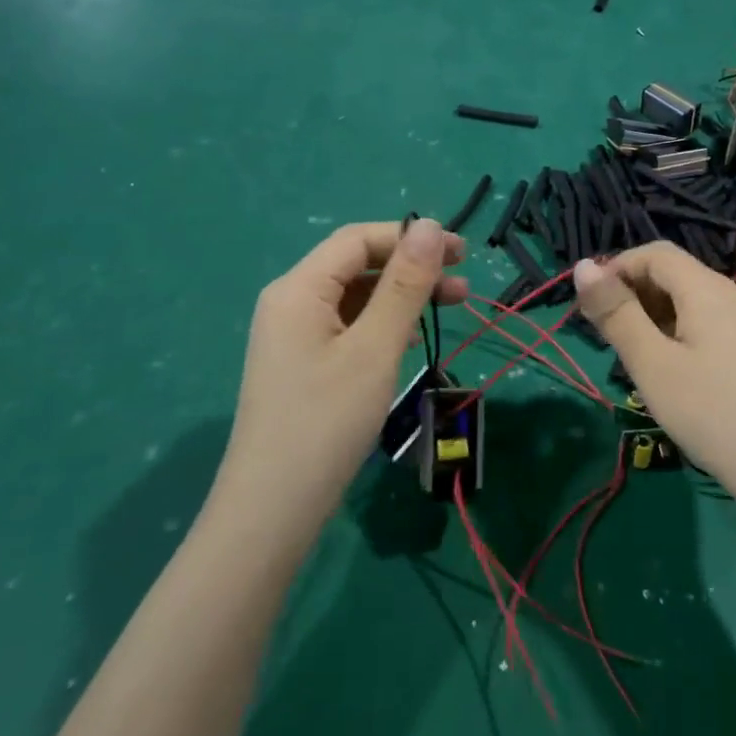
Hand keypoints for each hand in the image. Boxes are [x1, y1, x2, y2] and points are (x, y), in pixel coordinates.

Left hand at [216, 220, 467, 534]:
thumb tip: (427, 224)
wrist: (272, 511)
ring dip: (403, 298)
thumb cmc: (327, 422)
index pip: (358, 240)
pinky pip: (347, 327)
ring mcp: (293, 336)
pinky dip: (383, 325)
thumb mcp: (376, 348)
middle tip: (464, 285)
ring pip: (355, 299)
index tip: (461, 252)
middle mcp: (290, 303)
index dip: (410, 238)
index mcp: (299, 288)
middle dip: (412, 269)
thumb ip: (405, 284)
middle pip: (356, 266)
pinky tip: (409, 341)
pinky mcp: (301, 365)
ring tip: (451, 309)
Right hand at [573, 244, 735, 500]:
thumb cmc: (710, 415)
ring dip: (658, 314)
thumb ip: (616, 313)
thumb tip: (582, 265)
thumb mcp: (652, 365)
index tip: (591, 306)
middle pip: (677, 274)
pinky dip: (683, 329)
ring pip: (694, 299)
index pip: (655, 253)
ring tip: (639, 357)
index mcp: (710, 289)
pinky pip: (714, 321)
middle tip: (611, 337)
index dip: (617, 268)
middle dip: (636, 293)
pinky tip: (676, 368)